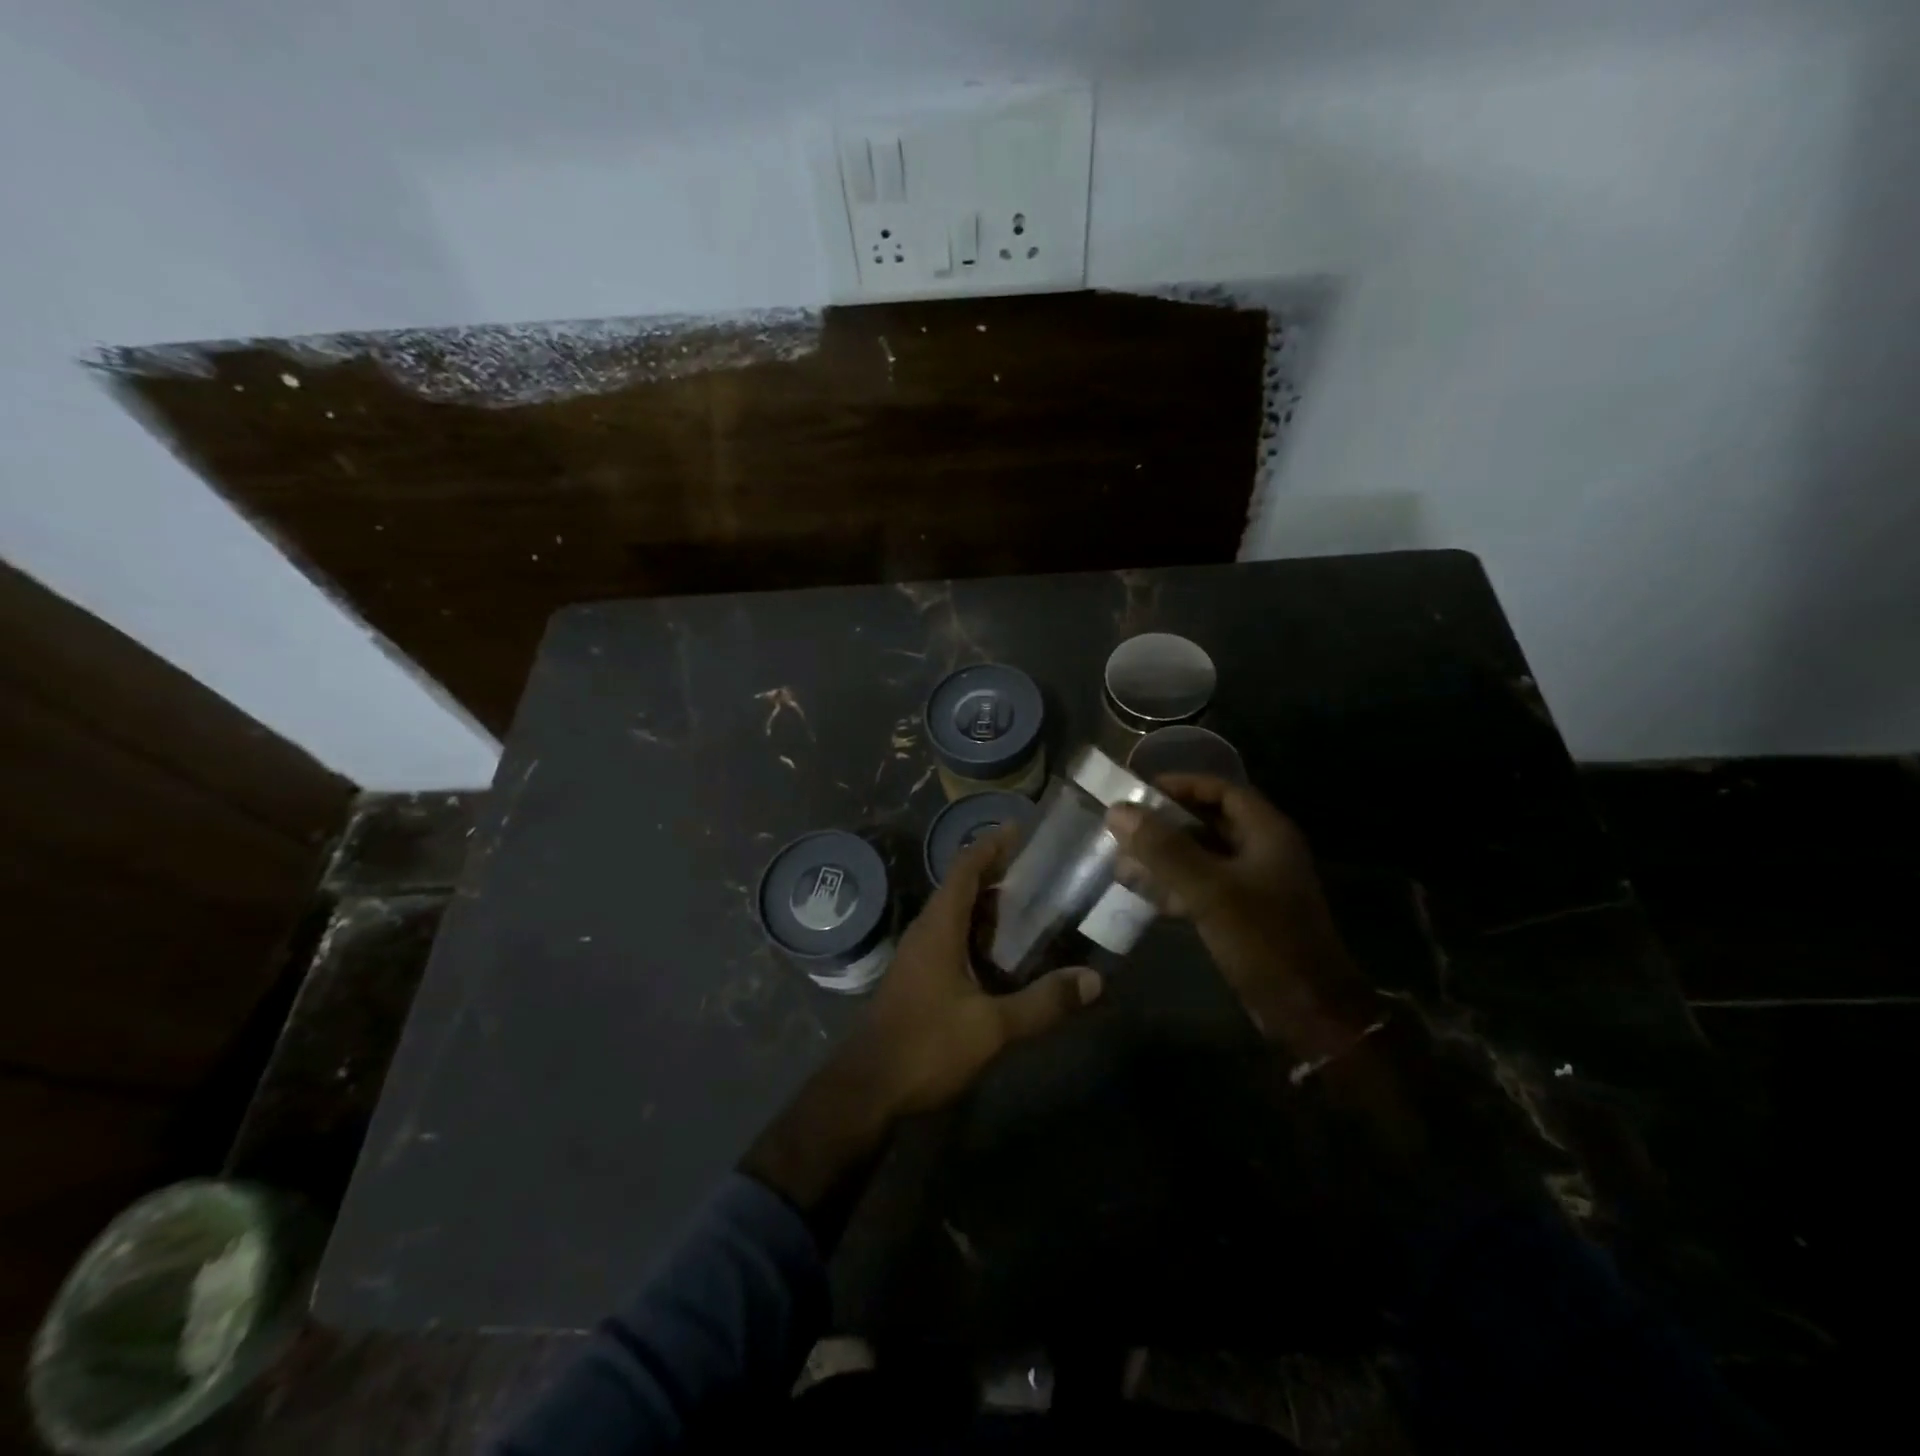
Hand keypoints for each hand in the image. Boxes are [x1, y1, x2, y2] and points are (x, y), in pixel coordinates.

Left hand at [845, 830, 1102, 1117]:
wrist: (867, 1089)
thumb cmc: (925, 1045)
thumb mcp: (991, 1026)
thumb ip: (1042, 1003)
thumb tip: (1094, 981)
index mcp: (939, 927)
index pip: (965, 869)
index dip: (991, 845)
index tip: (1020, 829)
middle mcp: (926, 932)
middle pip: (961, 887)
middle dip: (996, 874)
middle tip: (1039, 871)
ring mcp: (918, 956)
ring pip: (956, 916)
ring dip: (987, 907)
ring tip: (1030, 906)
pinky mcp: (918, 979)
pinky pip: (951, 940)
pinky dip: (978, 935)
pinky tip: (1003, 955)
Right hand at [1107, 774, 1374, 1054]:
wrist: (1307, 1011)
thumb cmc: (1264, 941)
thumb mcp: (1209, 890)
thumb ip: (1163, 849)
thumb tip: (1117, 811)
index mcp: (1267, 833)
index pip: (1221, 790)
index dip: (1181, 785)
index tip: (1139, 792)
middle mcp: (1262, 850)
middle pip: (1208, 821)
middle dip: (1165, 823)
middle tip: (1124, 828)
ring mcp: (1253, 884)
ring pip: (1201, 855)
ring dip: (1164, 855)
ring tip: (1123, 859)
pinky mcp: (1242, 913)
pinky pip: (1202, 886)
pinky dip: (1173, 884)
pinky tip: (1142, 892)